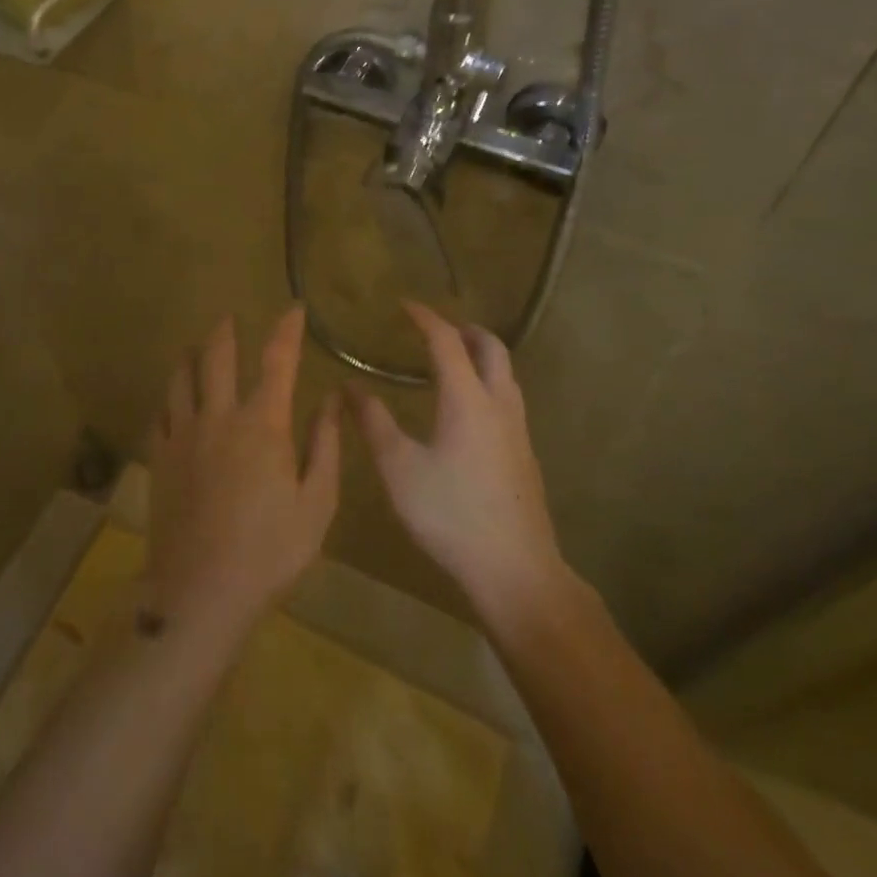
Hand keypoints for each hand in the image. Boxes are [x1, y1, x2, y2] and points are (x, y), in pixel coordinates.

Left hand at [147, 308, 341, 634]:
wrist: (201, 592)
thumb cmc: (270, 551)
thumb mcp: (317, 503)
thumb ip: (325, 445)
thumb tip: (330, 400)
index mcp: (264, 424)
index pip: (277, 360)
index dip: (287, 330)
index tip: (294, 309)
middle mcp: (219, 416)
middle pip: (217, 357)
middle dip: (225, 331)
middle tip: (228, 318)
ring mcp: (183, 435)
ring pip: (180, 378)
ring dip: (189, 355)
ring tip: (194, 347)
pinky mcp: (159, 457)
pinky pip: (161, 412)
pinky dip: (169, 397)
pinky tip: (172, 400)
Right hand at [355, 302, 577, 634]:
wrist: (515, 571)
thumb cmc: (450, 514)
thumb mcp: (399, 468)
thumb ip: (373, 423)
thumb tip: (351, 386)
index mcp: (467, 399)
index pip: (447, 341)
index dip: (426, 318)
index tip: (405, 305)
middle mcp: (499, 404)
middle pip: (492, 348)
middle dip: (465, 330)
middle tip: (435, 329)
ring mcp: (518, 430)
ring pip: (505, 374)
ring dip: (480, 356)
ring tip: (449, 362)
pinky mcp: (525, 454)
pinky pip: (507, 398)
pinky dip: (486, 382)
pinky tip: (465, 410)